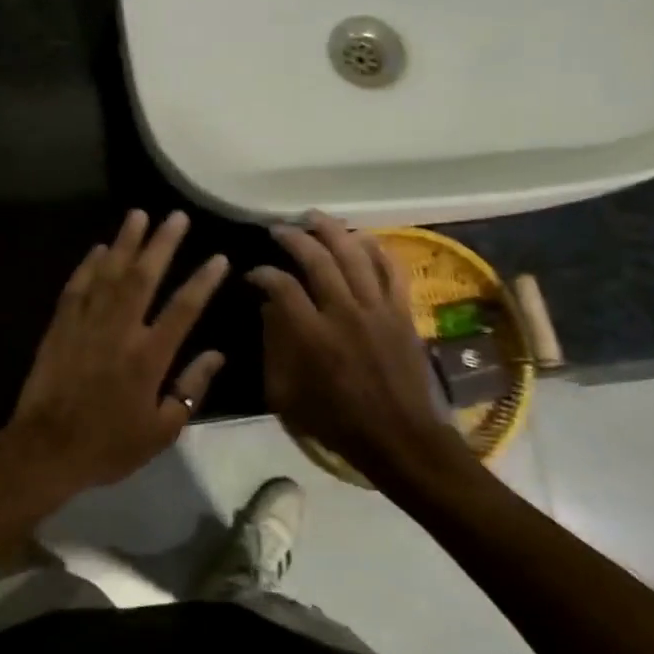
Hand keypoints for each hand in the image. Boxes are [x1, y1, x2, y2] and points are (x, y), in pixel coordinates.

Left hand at [0, 210, 227, 509]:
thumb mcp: (162, 430)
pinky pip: (77, 287)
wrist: (46, 449)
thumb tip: (216, 354)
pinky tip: (100, 248)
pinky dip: (89, 265)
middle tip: (176, 216)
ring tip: (138, 215)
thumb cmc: (109, 445)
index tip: (218, 257)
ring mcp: (86, 324)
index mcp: (149, 356)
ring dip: (125, 242)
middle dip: (162, 244)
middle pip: (144, 277)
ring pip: (109, 273)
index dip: (203, 281)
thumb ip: (191, 389)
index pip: (183, 308)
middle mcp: (119, 330)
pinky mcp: (60, 326)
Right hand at [248, 212, 457, 484]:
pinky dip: (376, 248)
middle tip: (278, 230)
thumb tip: (270, 308)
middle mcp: (344, 312)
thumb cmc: (336, 420)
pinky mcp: (401, 311)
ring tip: (314, 217)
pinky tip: (361, 236)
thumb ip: (274, 348)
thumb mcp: (286, 395)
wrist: (397, 436)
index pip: (282, 287)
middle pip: (317, 259)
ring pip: (354, 254)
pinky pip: (391, 269)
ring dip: (332, 230)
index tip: (253, 273)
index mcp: (312, 335)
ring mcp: (377, 308)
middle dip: (293, 238)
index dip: (263, 273)